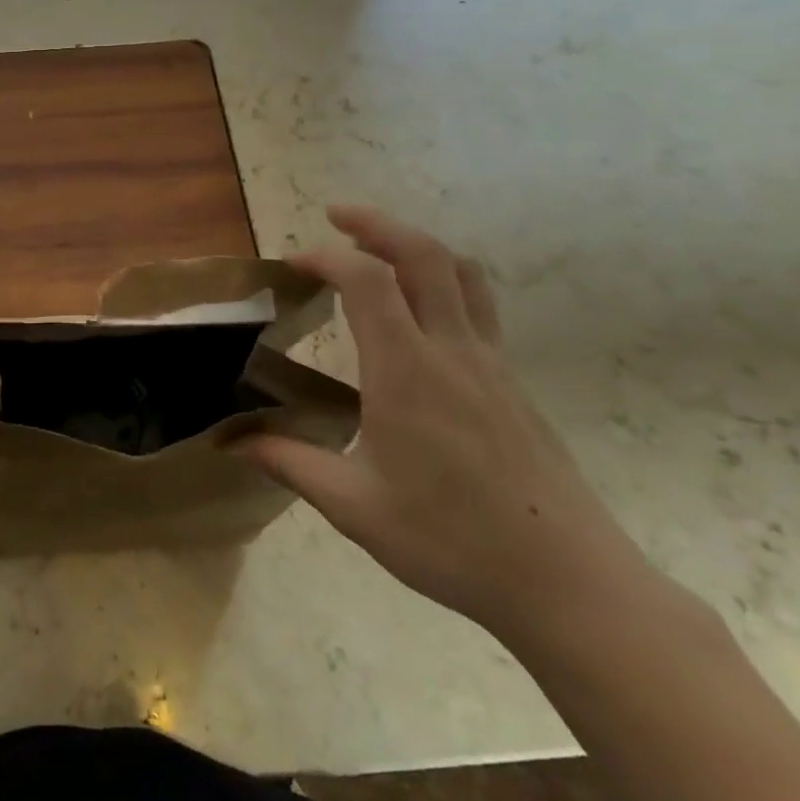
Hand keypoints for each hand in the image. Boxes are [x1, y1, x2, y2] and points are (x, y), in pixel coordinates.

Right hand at [235, 206, 652, 645]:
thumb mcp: (354, 506)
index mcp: (407, 372)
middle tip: (337, 217)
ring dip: (416, 246)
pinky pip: (477, 306)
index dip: (326, 258)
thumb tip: (230, 442)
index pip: (367, 281)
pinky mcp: (511, 383)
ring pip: (461, 273)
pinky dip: (442, 281)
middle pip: (423, 255)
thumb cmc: (452, 542)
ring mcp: (490, 364)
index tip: (293, 264)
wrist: (569, 583)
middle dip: (377, 224)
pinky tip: (417, 316)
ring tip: (378, 248)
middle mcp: (452, 351)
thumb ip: (289, 462)